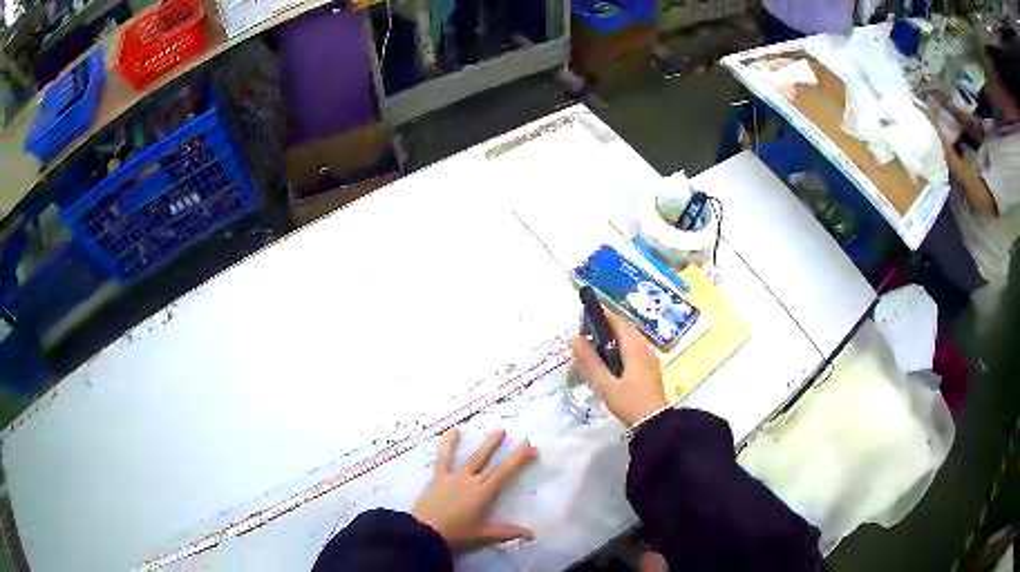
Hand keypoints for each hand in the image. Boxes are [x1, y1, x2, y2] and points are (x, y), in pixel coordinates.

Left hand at [413, 428, 537, 549]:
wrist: (425, 532)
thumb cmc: (457, 533)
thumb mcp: (483, 534)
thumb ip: (508, 532)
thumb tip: (532, 535)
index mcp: (483, 493)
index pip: (505, 473)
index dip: (518, 459)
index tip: (531, 447)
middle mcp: (471, 480)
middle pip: (492, 463)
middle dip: (509, 451)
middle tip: (522, 439)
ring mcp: (454, 477)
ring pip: (473, 458)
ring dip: (487, 444)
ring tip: (498, 430)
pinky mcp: (439, 478)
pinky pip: (444, 458)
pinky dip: (448, 444)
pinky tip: (453, 430)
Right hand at [570, 308, 667, 426]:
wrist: (654, 423)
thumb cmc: (630, 402)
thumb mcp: (605, 384)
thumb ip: (590, 362)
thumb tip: (575, 338)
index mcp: (634, 348)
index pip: (617, 322)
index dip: (602, 314)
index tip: (585, 312)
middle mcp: (644, 348)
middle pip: (624, 331)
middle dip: (605, 328)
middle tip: (584, 333)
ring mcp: (650, 359)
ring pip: (629, 342)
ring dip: (612, 340)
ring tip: (593, 347)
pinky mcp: (650, 370)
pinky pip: (633, 352)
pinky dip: (620, 350)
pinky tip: (609, 363)